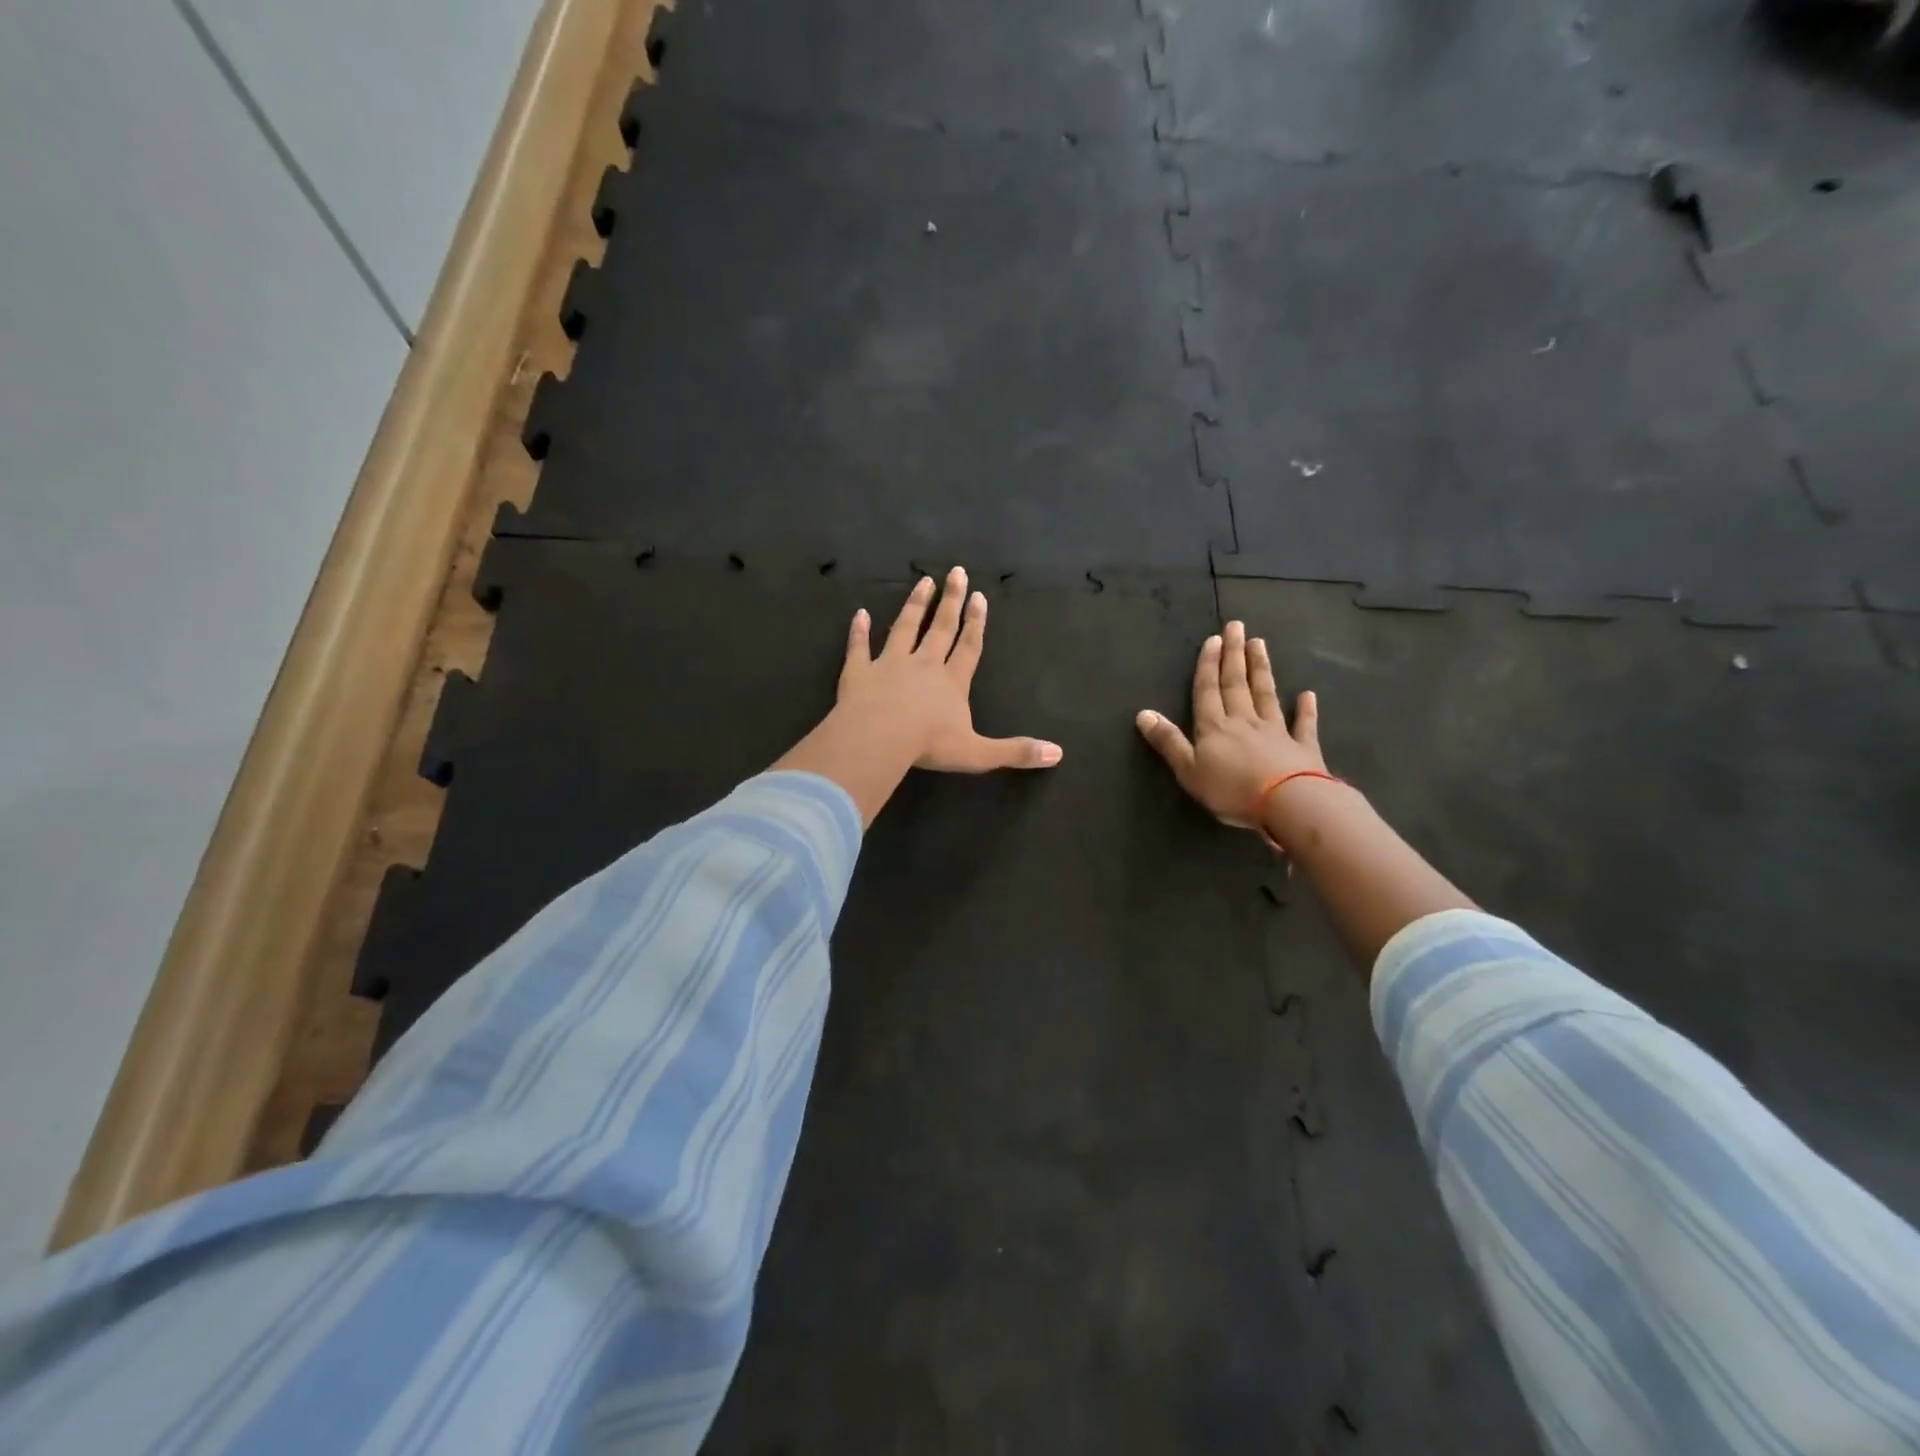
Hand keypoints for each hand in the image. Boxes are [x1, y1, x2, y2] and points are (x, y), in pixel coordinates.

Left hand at [839, 567, 1062, 772]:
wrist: (879, 739)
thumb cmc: (929, 745)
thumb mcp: (978, 754)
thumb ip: (1015, 752)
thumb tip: (1058, 754)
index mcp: (952, 682)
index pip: (969, 647)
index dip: (976, 623)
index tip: (979, 596)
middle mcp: (923, 665)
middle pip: (940, 628)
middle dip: (950, 601)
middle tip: (956, 572)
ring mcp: (889, 664)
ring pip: (904, 628)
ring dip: (914, 605)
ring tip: (923, 581)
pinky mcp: (859, 672)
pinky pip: (859, 647)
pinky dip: (859, 631)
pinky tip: (859, 613)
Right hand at [1136, 620, 1327, 829]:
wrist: (1288, 803)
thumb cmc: (1232, 789)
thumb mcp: (1189, 770)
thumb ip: (1168, 742)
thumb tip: (1142, 713)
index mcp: (1214, 727)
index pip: (1208, 690)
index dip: (1208, 665)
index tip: (1213, 639)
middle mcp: (1244, 721)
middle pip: (1237, 684)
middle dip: (1234, 655)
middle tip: (1236, 627)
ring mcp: (1276, 732)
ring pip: (1266, 694)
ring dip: (1261, 669)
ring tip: (1260, 644)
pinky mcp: (1302, 747)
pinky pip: (1303, 724)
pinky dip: (1305, 709)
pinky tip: (1307, 695)